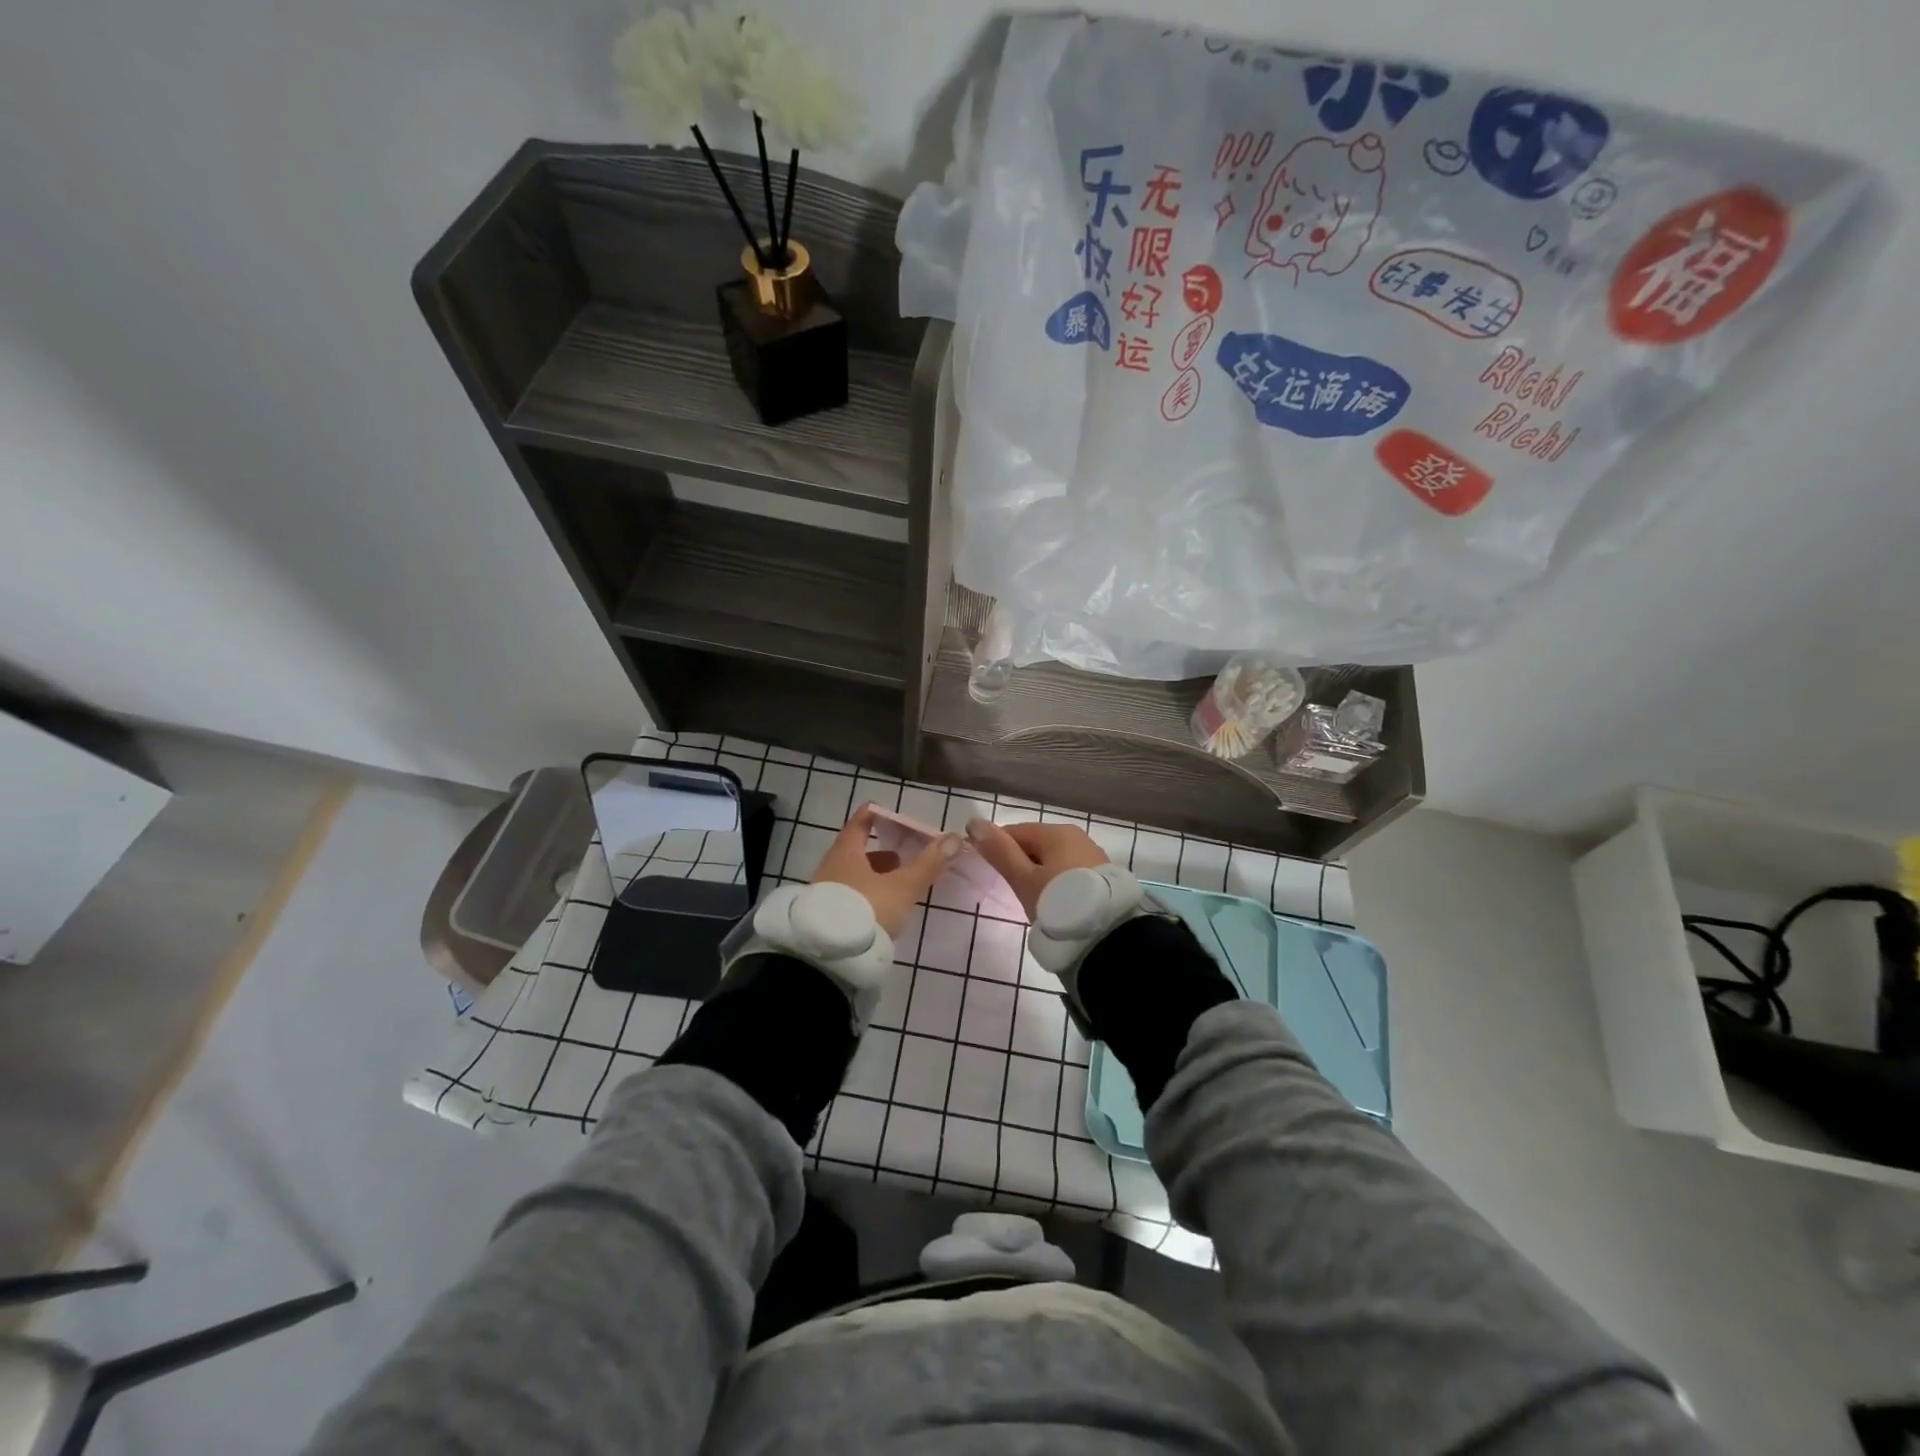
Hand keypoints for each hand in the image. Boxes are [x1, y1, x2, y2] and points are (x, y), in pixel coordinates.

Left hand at [812, 804, 960, 936]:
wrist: (829, 957)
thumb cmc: (866, 910)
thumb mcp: (902, 887)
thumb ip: (928, 863)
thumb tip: (954, 837)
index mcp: (846, 853)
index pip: (858, 824)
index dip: (871, 815)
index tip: (883, 809)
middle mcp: (830, 868)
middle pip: (854, 851)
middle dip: (878, 852)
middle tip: (900, 855)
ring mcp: (824, 893)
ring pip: (851, 875)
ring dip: (872, 875)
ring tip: (894, 883)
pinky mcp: (824, 916)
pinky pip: (848, 895)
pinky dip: (864, 893)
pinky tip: (878, 907)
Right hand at [963, 819, 1109, 920]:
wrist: (1106, 935)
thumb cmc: (1058, 902)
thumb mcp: (1023, 879)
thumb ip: (999, 851)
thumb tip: (974, 822)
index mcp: (1057, 832)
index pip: (1016, 831)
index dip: (996, 846)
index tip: (986, 868)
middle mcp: (1077, 837)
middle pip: (1036, 843)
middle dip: (1019, 861)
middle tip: (1009, 887)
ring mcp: (1093, 855)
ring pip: (1053, 858)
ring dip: (1039, 872)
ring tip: (1031, 897)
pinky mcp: (1102, 876)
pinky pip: (1069, 871)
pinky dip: (1056, 881)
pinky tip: (1053, 899)